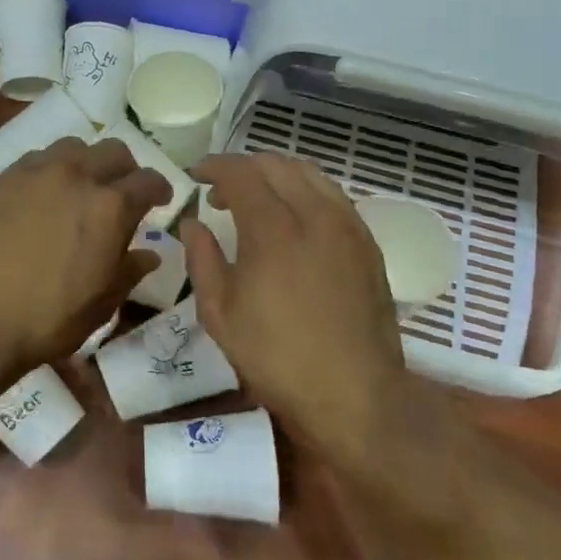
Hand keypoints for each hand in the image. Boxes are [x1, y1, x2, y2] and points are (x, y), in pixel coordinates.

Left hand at [0, 137, 170, 379]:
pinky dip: (49, 171)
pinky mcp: (1, 179)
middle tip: (121, 193)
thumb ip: (130, 270)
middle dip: (125, 170)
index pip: (148, 180)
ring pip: (72, 147)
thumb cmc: (48, 317)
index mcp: (110, 206)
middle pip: (113, 151)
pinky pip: (35, 160)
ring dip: (85, 162)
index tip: (160, 200)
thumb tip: (149, 253)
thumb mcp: (102, 302)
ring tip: (79, 187)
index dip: (159, 189)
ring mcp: (34, 172)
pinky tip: (41, 196)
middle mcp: (75, 176)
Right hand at [181, 154, 412, 458]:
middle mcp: (316, 215)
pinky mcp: (368, 243)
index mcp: (274, 230)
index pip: (241, 173)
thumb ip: (201, 258)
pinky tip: (293, 219)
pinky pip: (333, 196)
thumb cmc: (276, 357)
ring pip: (310, 174)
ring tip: (257, 200)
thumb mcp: (219, 313)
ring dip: (276, 174)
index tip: (196, 176)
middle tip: (220, 193)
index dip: (214, 167)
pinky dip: (305, 191)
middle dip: (243, 168)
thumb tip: (192, 223)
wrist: (354, 394)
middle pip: (277, 165)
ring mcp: (348, 226)